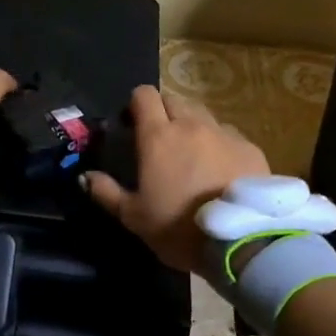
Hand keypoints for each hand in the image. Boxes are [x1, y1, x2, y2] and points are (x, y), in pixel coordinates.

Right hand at [82, 85, 268, 273]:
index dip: (136, 104)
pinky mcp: (250, 147)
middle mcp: (191, 125)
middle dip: (164, 111)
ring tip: (191, 154)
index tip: (132, 124)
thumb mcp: (134, 217)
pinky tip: (220, 169)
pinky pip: (229, 135)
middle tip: (160, 139)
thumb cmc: (178, 228)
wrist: (241, 240)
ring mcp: (224, 134)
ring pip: (203, 115)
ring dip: (192, 126)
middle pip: (174, 99)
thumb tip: (85, 176)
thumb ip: (106, 192)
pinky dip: (219, 144)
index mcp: (158, 136)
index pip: (144, 95)